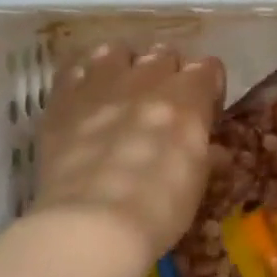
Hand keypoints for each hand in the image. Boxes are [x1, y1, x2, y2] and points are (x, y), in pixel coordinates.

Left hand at [34, 43, 225, 272]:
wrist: (92, 224)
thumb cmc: (160, 208)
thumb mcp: (197, 183)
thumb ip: (206, 155)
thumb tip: (213, 150)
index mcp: (188, 97)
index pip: (208, 67)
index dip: (208, 87)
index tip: (205, 111)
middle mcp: (146, 79)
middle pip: (164, 55)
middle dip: (168, 74)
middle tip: (164, 105)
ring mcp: (101, 84)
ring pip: (117, 51)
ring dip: (125, 67)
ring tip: (122, 91)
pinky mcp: (63, 99)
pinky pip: (74, 68)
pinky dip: (84, 77)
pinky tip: (86, 97)